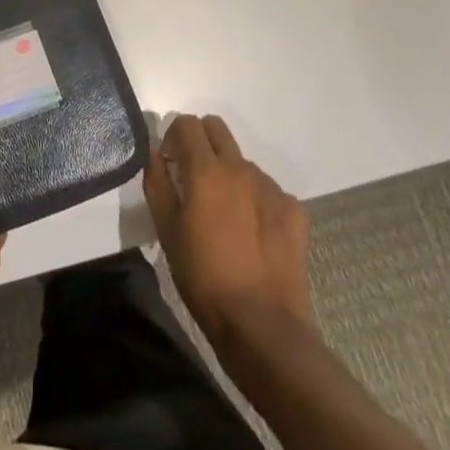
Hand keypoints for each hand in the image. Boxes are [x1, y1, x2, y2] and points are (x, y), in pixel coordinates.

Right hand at [145, 113, 310, 335]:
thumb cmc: (203, 277)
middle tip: (193, 178)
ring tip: (225, 216)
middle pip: (217, 129)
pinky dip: (255, 200)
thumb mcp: (166, 230)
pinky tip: (252, 233)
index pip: (187, 123)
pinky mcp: (294, 211)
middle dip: (201, 141)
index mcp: (206, 170)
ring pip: (242, 161)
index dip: (173, 136)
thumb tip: (155, 152)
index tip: (169, 163)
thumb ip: (157, 182)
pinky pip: (268, 190)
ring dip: (229, 174)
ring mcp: (271, 188)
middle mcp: (241, 168)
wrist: (262, 326)